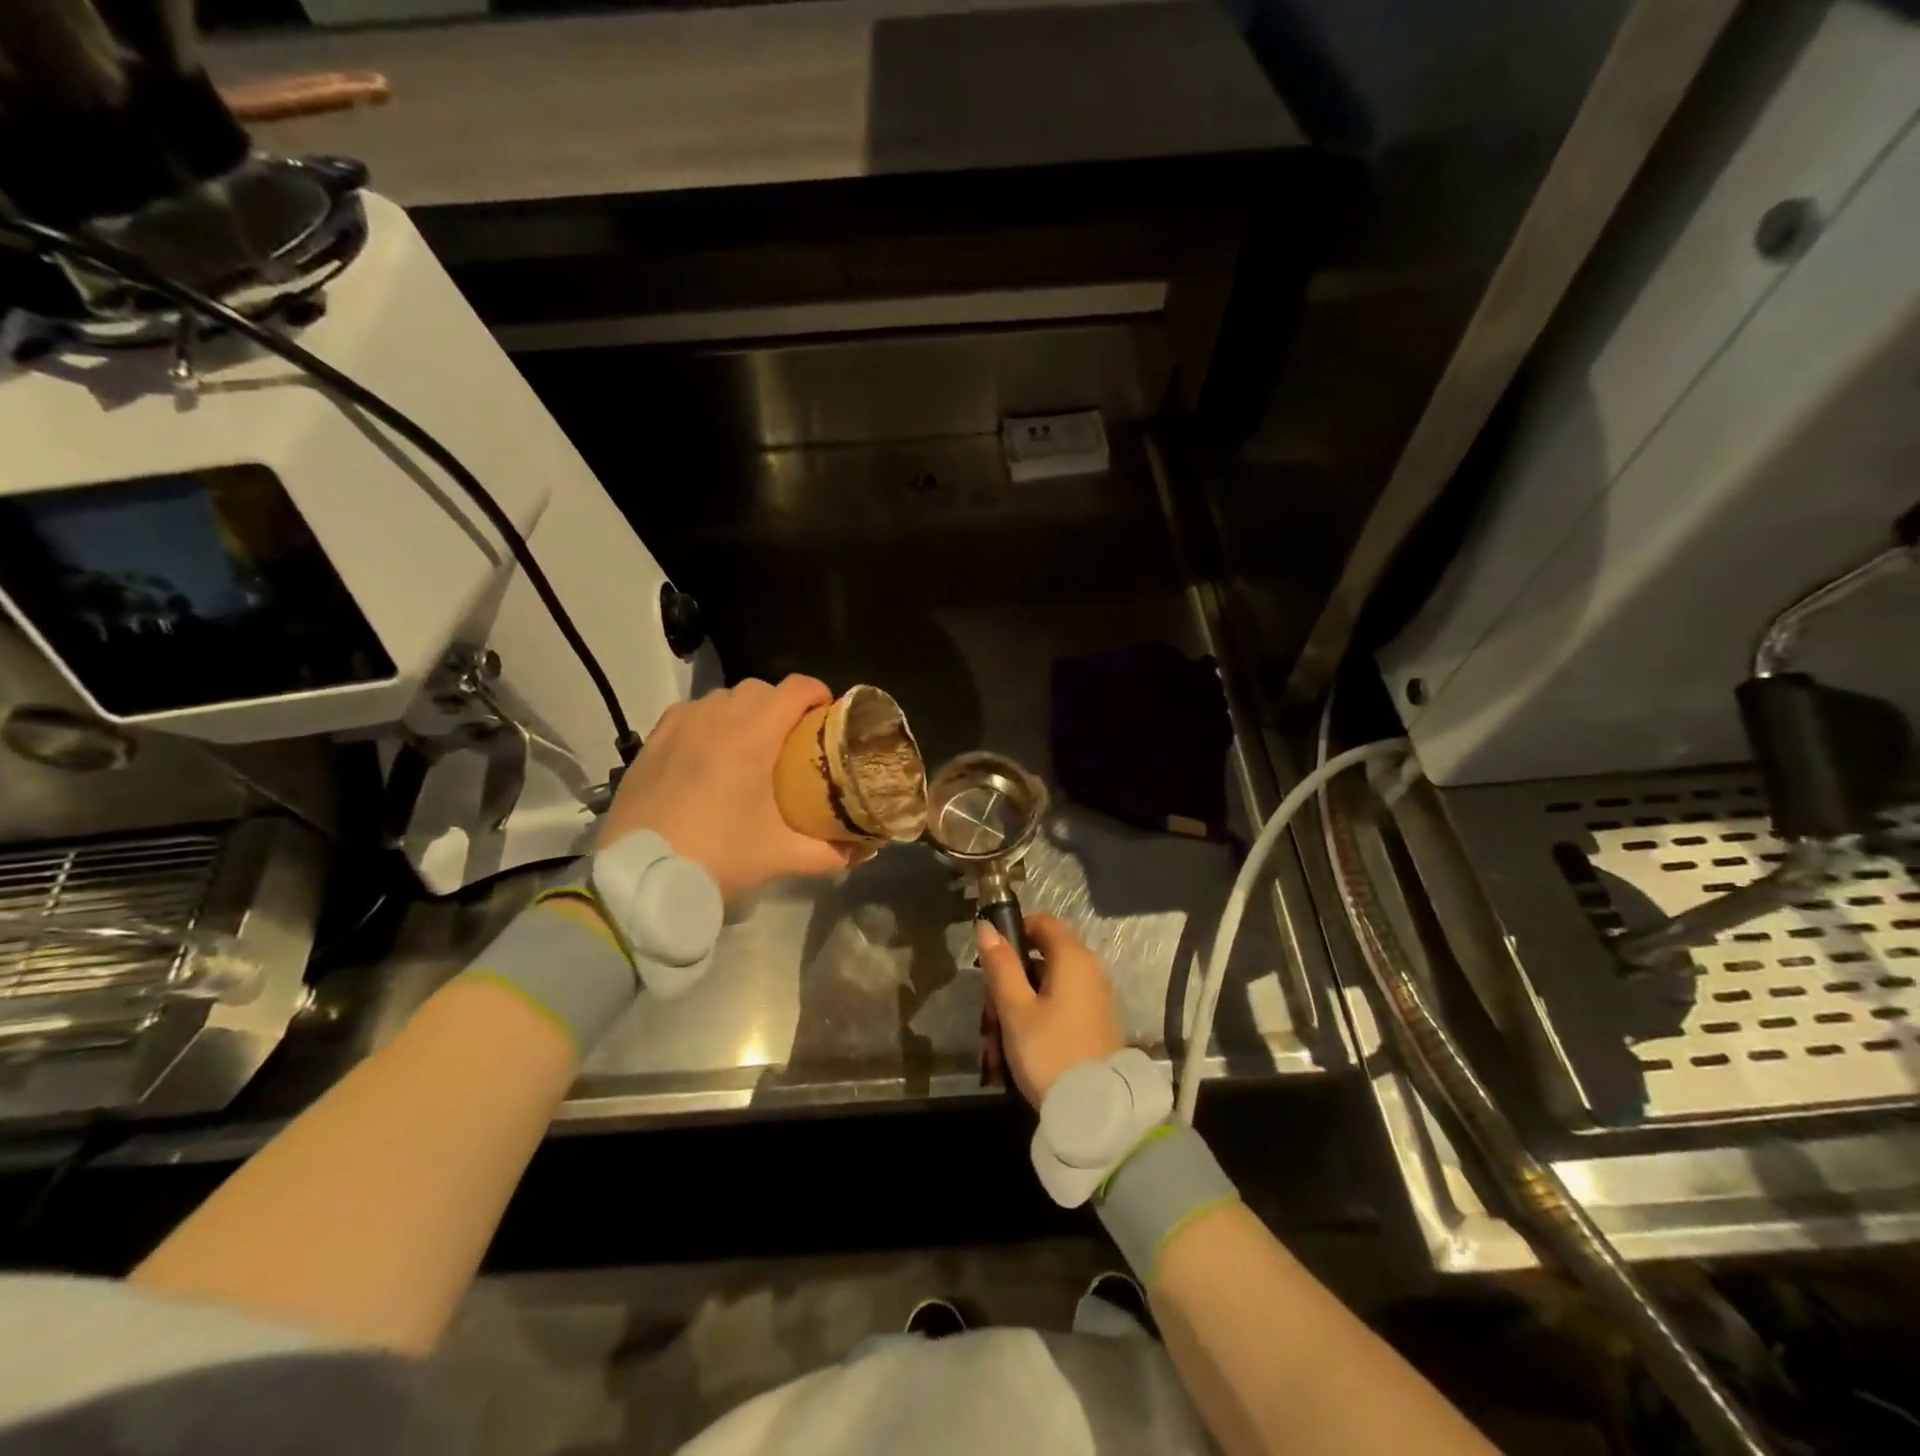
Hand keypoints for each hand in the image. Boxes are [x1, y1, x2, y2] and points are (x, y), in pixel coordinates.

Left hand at [600, 676, 854, 900]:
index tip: (828, 715)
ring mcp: (680, 725)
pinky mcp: (653, 740)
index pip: (795, 689)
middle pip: (761, 688)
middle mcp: (716, 718)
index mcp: (752, 737)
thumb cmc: (717, 858)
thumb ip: (828, 852)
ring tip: (752, 744)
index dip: (818, 694)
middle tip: (793, 738)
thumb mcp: (780, 857)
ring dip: (746, 710)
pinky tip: (710, 751)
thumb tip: (863, 851)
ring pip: (723, 697)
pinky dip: (711, 720)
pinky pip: (692, 712)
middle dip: (783, 704)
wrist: (640, 877)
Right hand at [977, 914, 1124, 1107]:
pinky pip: (1061, 1008)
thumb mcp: (1015, 1009)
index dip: (1015, 932)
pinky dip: (1038, 1021)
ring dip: (1019, 1008)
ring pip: (1048, 988)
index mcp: (1073, 957)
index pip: (1043, 922)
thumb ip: (1000, 965)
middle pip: (1042, 958)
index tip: (991, 961)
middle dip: (1010, 983)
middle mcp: (1090, 970)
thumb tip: (986, 927)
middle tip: (988, 1016)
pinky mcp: (1098, 1023)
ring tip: (996, 1047)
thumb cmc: (1049, 1051)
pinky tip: (1019, 1053)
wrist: (1097, 1111)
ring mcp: (1097, 998)